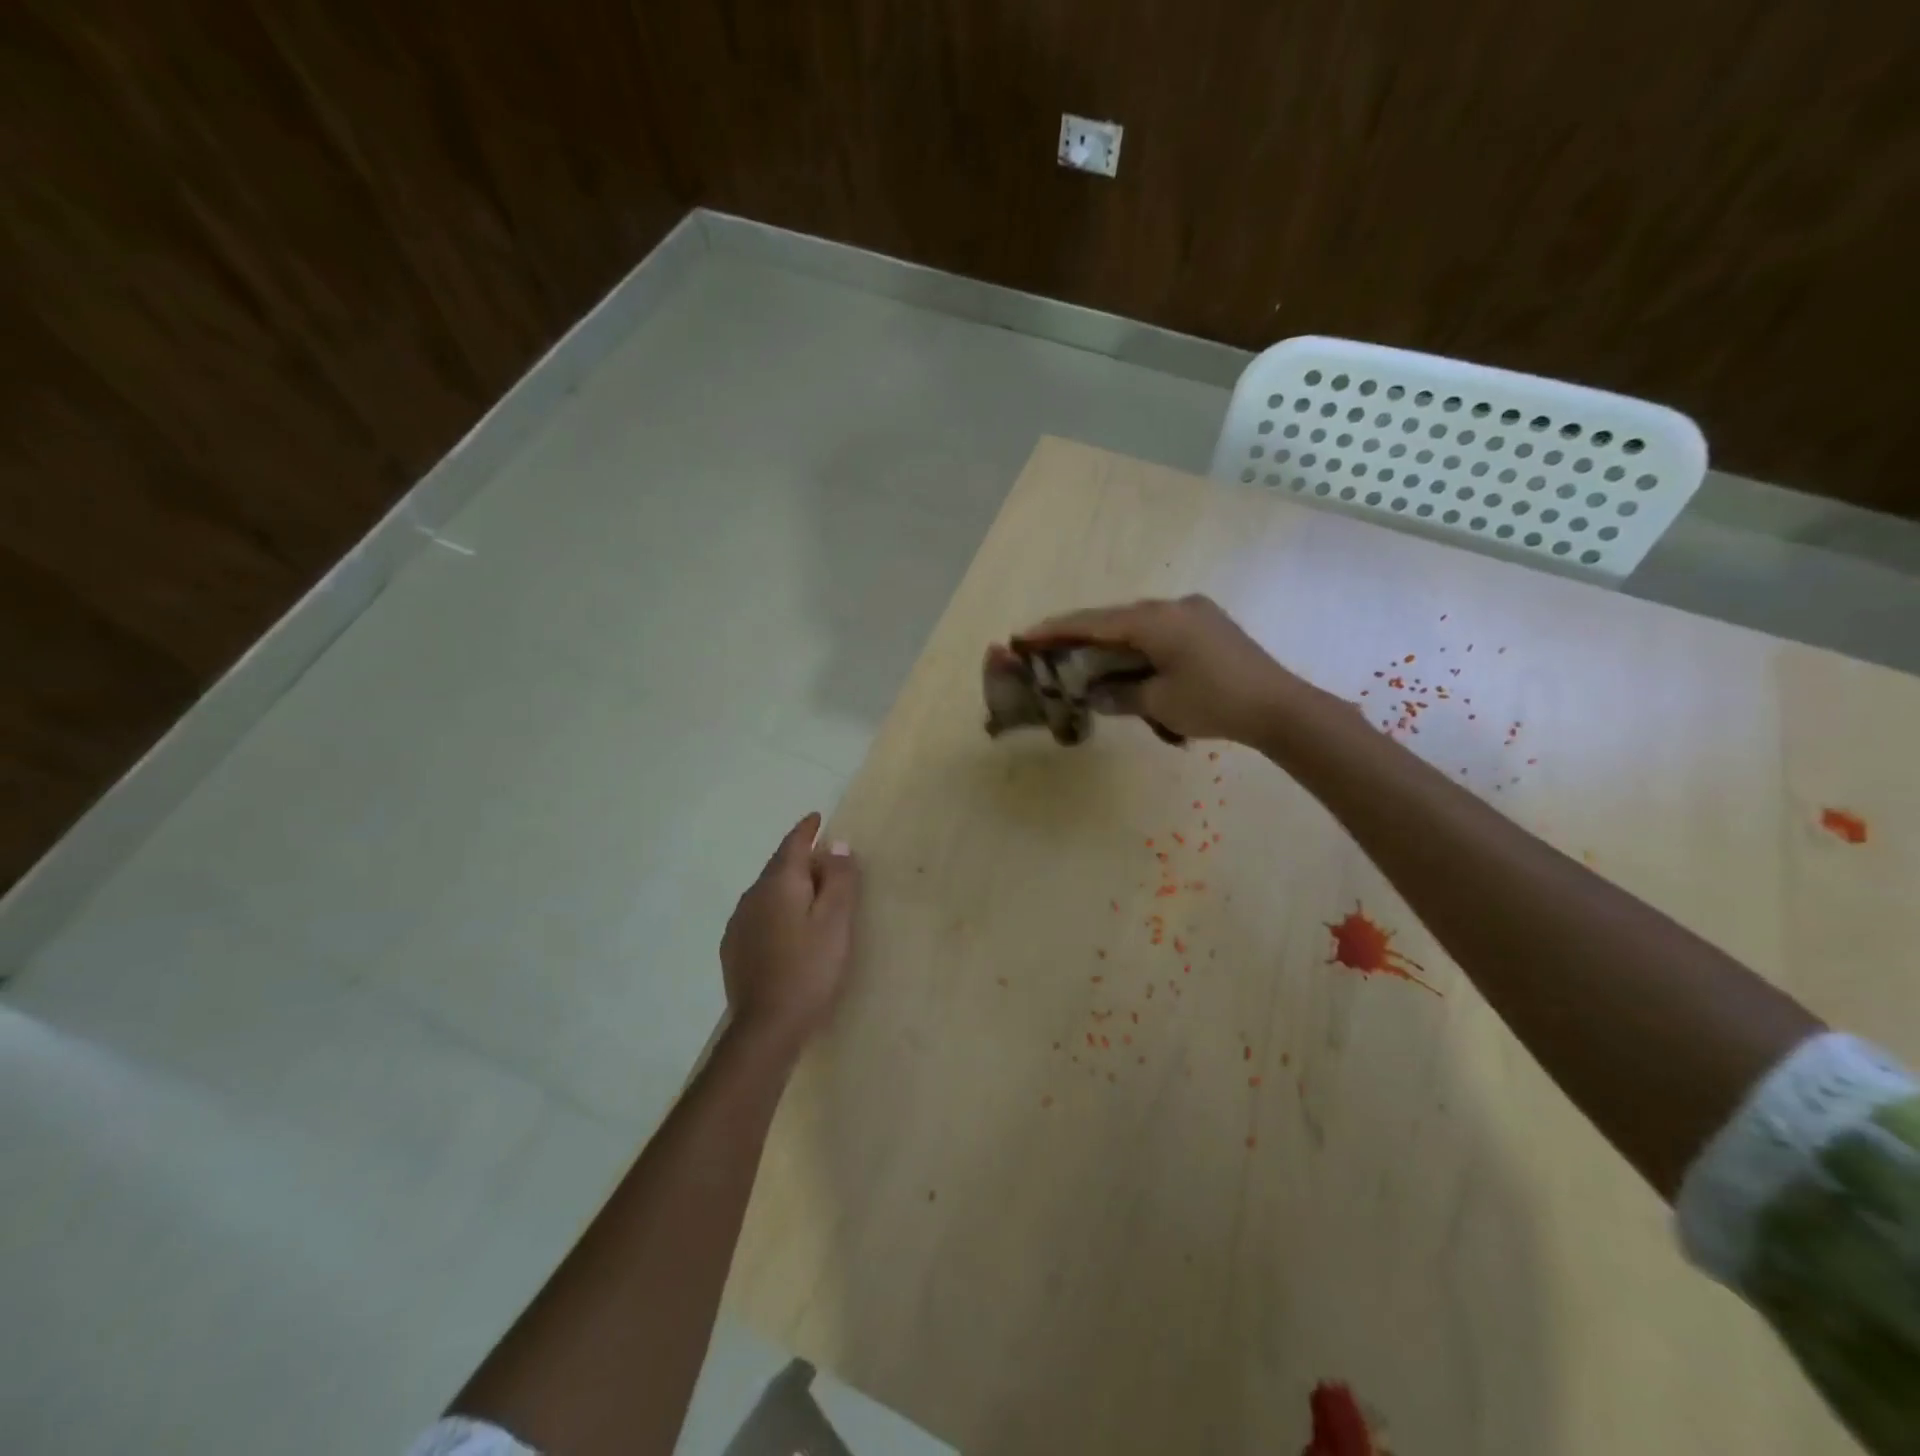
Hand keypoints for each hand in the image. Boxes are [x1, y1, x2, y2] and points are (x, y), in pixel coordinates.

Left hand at [720, 812, 859, 1048]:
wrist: (767, 1026)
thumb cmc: (810, 968)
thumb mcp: (836, 922)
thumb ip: (839, 879)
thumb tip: (836, 845)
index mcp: (778, 883)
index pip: (792, 844)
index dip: (807, 830)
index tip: (817, 817)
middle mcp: (752, 895)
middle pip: (778, 866)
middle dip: (799, 858)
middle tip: (824, 859)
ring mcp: (738, 923)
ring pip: (767, 891)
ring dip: (788, 885)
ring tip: (810, 893)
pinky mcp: (734, 948)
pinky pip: (759, 914)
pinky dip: (776, 909)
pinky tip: (787, 927)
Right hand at [1012, 595, 1301, 745]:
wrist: (1279, 707)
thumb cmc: (1214, 703)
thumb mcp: (1158, 703)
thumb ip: (1119, 693)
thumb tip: (1093, 692)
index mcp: (1156, 620)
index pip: (1094, 621)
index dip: (1056, 630)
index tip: (1026, 635)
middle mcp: (1173, 606)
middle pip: (1114, 617)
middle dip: (1080, 633)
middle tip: (1048, 647)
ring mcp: (1194, 612)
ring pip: (1138, 623)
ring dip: (1110, 639)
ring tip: (1082, 657)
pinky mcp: (1208, 625)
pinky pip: (1159, 629)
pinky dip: (1136, 644)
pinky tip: (1126, 660)